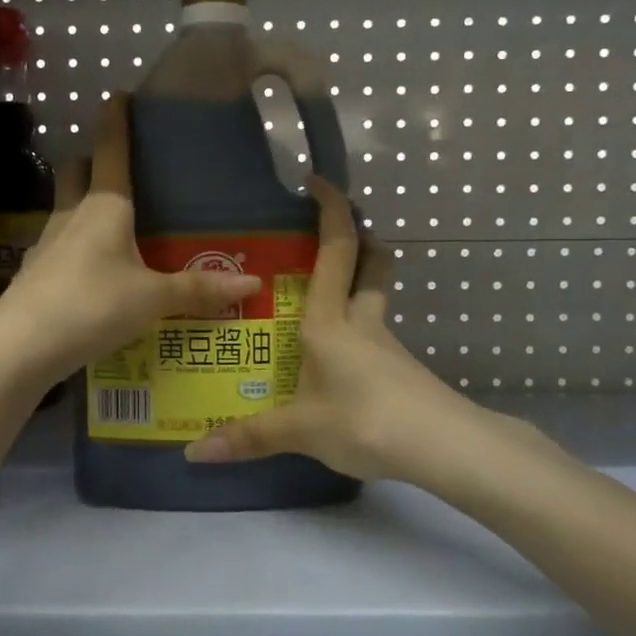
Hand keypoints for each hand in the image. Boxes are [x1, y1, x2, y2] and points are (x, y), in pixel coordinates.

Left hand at [0, 96, 262, 385]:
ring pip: (66, 208)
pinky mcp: (36, 274)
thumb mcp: (152, 300)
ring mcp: (48, 244)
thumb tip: (253, 283)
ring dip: (86, 206)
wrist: (19, 348)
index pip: (112, 149)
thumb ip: (198, 290)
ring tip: (118, 226)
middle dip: (94, 162)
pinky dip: (79, 248)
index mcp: (104, 206)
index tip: (120, 94)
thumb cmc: (91, 306)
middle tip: (123, 171)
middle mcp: (72, 215)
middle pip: (77, 171)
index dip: (116, 119)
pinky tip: (97, 272)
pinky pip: (62, 247)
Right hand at [185, 179, 459, 481]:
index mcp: (331, 321)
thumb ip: (249, 437)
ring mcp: (387, 346)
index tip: (318, 181)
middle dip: (359, 240)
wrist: (443, 447)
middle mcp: (362, 322)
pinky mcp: (401, 372)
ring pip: (374, 301)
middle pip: (372, 265)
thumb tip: (193, 453)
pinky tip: (338, 364)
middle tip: (331, 238)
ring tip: (317, 308)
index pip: (336, 250)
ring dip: (357, 288)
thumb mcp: (301, 430)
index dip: (331, 210)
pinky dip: (358, 334)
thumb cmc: (364, 419)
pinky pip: (374, 339)